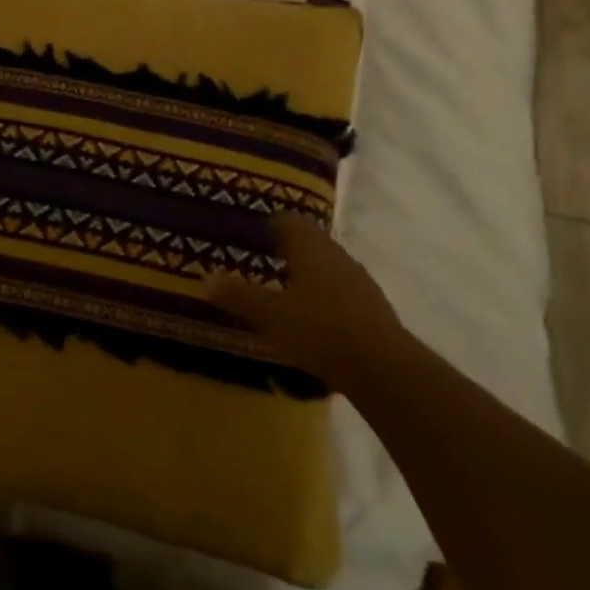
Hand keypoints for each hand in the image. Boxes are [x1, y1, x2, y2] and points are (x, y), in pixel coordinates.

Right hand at [203, 213, 406, 388]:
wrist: (383, 369)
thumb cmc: (319, 330)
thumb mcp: (270, 315)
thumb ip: (238, 295)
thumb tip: (206, 278)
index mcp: (310, 247)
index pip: (288, 220)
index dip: (269, 224)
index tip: (252, 235)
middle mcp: (337, 255)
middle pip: (310, 241)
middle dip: (287, 249)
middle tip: (262, 261)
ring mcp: (359, 280)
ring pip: (327, 266)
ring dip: (308, 273)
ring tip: (285, 291)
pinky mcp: (373, 307)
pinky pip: (342, 290)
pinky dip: (325, 296)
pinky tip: (313, 318)